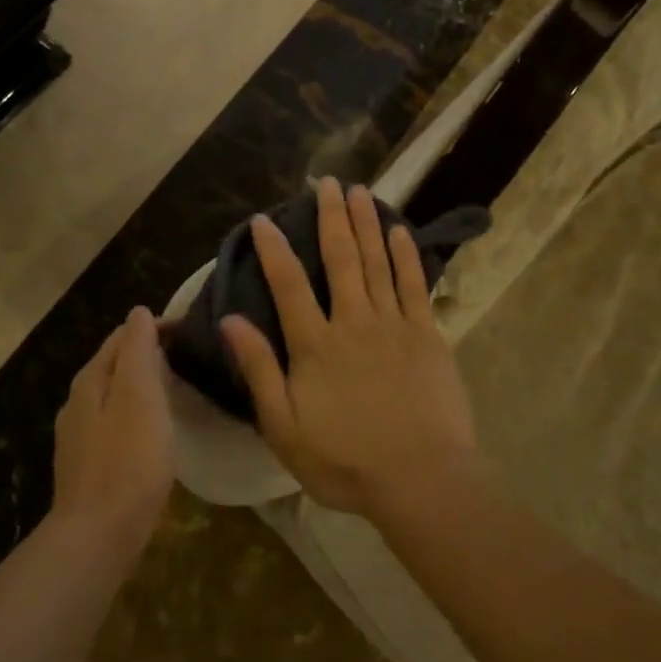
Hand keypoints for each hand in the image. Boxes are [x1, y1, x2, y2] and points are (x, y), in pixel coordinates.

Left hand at [52, 307, 175, 548]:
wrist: (98, 535)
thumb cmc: (128, 461)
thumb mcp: (140, 397)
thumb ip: (138, 351)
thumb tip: (138, 312)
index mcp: (90, 380)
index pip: (122, 336)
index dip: (155, 328)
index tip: (191, 332)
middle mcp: (78, 402)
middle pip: (115, 364)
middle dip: (148, 353)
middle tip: (189, 357)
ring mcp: (79, 436)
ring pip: (114, 394)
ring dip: (142, 384)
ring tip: (177, 388)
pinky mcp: (88, 464)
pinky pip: (115, 422)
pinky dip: (136, 412)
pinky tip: (153, 429)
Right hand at [221, 179, 479, 516]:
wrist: (421, 479)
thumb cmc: (345, 462)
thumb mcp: (284, 428)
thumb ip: (259, 370)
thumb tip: (232, 320)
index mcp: (315, 346)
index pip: (288, 285)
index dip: (273, 249)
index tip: (264, 219)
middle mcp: (353, 323)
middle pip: (340, 259)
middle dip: (331, 217)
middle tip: (326, 182)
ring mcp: (395, 326)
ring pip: (377, 262)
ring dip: (367, 224)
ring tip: (360, 190)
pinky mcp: (428, 336)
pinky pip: (415, 285)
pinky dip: (406, 255)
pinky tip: (399, 231)